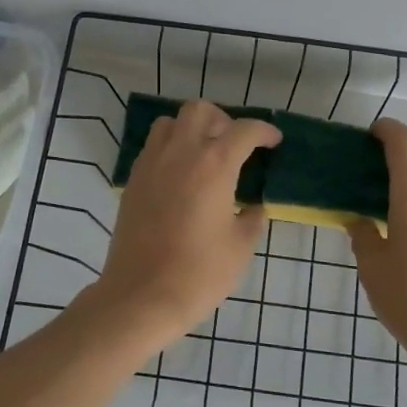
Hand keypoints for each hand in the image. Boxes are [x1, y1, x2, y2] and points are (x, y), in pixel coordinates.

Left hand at [93, 100, 281, 347]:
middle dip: (223, 120)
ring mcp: (151, 164)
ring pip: (170, 122)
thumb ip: (252, 218)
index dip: (264, 131)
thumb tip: (252, 207)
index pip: (244, 130)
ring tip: (204, 155)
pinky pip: (153, 147)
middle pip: (200, 111)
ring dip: (191, 129)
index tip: (273, 141)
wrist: (141, 295)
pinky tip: (181, 176)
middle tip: (235, 145)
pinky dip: (170, 148)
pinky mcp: (133, 180)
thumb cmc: (199, 273)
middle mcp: (180, 153)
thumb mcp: (241, 246)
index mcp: (214, 164)